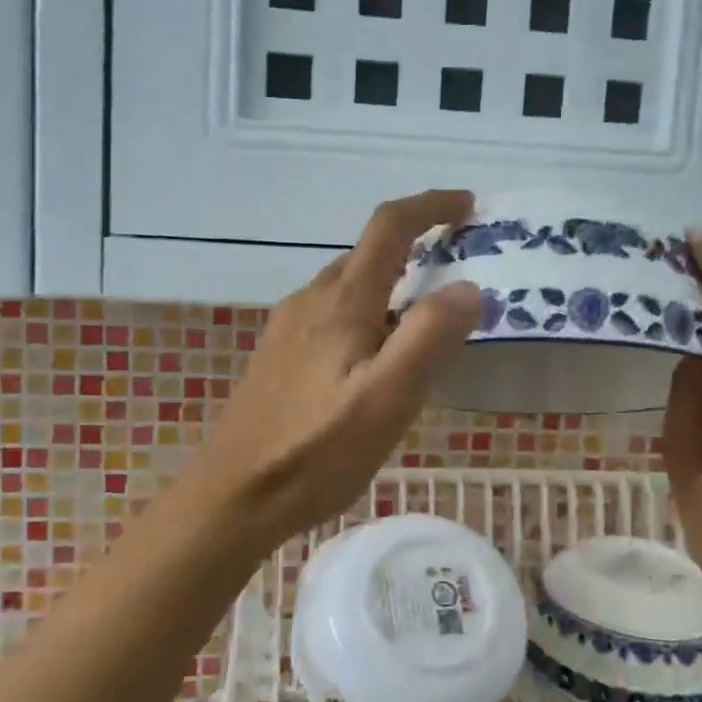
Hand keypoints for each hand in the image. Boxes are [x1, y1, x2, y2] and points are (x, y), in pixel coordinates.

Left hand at [185, 191, 483, 551]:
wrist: (233, 496)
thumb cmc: (316, 451)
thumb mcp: (387, 399)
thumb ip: (429, 338)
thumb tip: (468, 287)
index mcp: (341, 303)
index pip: (388, 228)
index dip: (430, 207)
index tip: (467, 205)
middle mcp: (309, 302)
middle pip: (366, 255)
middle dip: (414, 249)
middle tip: (456, 275)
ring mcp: (287, 330)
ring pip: (347, 288)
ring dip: (389, 287)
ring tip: (422, 326)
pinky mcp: (277, 358)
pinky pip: (330, 317)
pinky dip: (364, 316)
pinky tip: (372, 362)